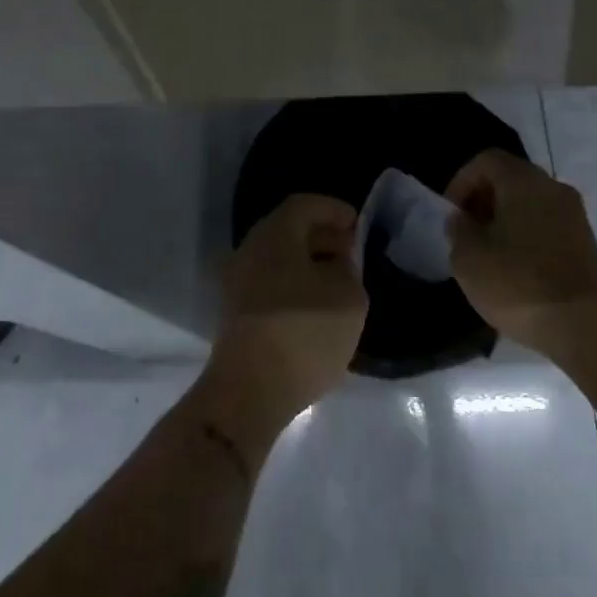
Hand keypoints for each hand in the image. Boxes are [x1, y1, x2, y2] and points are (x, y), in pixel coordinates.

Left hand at [205, 194, 367, 429]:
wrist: (249, 392)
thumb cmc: (304, 332)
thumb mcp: (349, 296)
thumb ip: (348, 270)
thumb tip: (337, 264)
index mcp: (275, 234)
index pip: (306, 204)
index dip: (335, 210)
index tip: (359, 226)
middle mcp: (250, 250)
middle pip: (290, 230)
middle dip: (323, 237)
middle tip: (352, 254)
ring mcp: (237, 283)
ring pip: (279, 259)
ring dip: (309, 264)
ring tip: (339, 283)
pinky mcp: (236, 314)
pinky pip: (271, 284)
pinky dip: (295, 286)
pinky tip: (317, 308)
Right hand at [444, 149, 596, 358]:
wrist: (585, 326)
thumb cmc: (518, 284)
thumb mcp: (469, 258)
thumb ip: (459, 230)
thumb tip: (463, 218)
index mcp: (524, 181)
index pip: (487, 160)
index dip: (461, 181)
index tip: (452, 214)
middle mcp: (554, 188)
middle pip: (511, 178)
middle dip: (483, 200)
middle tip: (467, 233)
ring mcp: (575, 215)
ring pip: (531, 202)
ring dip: (506, 219)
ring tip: (489, 254)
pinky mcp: (586, 243)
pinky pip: (547, 224)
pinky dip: (527, 235)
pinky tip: (516, 269)